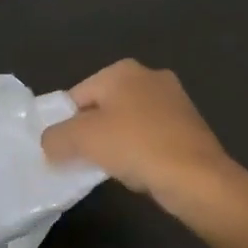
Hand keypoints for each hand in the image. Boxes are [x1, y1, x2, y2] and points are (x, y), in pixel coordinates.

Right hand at [40, 59, 239, 214]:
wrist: (196, 177)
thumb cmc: (135, 146)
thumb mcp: (81, 140)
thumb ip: (55, 138)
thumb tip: (50, 144)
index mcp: (122, 70)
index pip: (77, 95)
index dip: (64, 124)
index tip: (61, 151)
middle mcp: (149, 76)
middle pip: (103, 106)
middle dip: (91, 133)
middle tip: (83, 160)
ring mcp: (174, 100)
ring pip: (128, 122)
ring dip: (115, 143)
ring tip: (111, 168)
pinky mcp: (189, 125)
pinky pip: (150, 136)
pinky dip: (139, 151)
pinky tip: (138, 171)